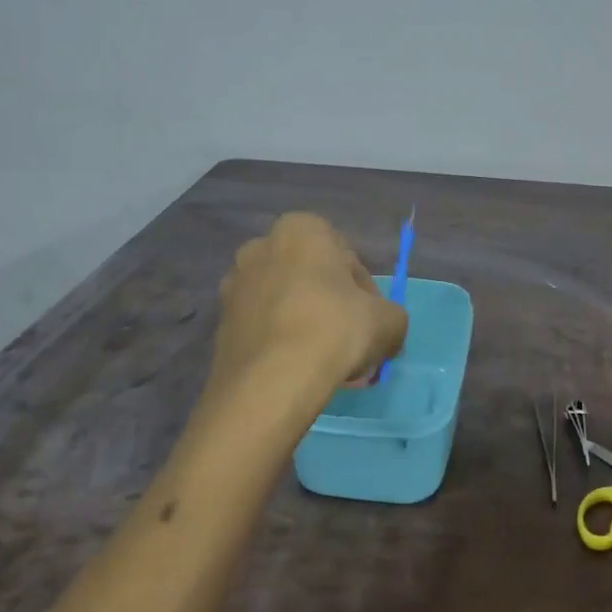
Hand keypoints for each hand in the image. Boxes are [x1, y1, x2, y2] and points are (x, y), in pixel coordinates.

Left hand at [211, 212, 407, 398]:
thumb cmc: (335, 329)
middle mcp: (260, 247)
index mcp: (301, 229)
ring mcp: (234, 286)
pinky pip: (263, 328)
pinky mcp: (220, 324)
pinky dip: (281, 343)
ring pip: (285, 303)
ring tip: (326, 362)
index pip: (345, 255)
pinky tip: (299, 371)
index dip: (364, 290)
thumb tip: (385, 329)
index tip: (371, 320)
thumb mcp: (389, 321)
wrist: (271, 381)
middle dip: (331, 306)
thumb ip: (392, 317)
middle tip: (350, 341)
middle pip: (311, 277)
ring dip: (306, 325)